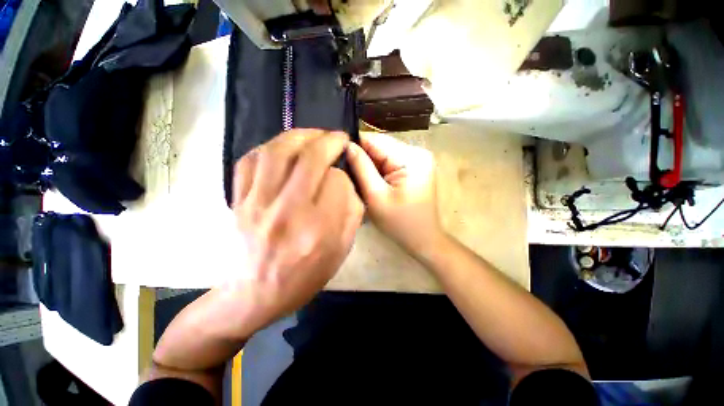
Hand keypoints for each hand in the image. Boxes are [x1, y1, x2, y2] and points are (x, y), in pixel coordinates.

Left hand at [226, 129, 363, 336]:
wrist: (253, 295)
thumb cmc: (304, 276)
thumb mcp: (340, 251)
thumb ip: (350, 214)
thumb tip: (346, 182)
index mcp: (318, 230)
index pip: (338, 183)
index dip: (344, 174)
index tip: (344, 175)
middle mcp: (288, 211)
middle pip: (310, 159)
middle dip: (329, 140)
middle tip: (338, 137)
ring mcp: (257, 203)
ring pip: (278, 151)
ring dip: (300, 135)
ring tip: (314, 135)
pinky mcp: (238, 201)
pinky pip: (250, 161)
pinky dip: (269, 146)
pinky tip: (283, 148)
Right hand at [346, 133, 442, 254]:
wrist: (423, 239)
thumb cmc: (400, 223)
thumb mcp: (376, 196)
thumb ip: (361, 168)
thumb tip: (346, 145)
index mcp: (411, 157)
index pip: (375, 140)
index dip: (354, 145)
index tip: (337, 154)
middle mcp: (417, 152)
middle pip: (380, 146)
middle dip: (362, 157)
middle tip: (345, 170)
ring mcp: (418, 159)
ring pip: (383, 154)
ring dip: (369, 164)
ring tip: (356, 177)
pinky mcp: (415, 167)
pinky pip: (390, 162)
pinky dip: (378, 170)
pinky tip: (370, 180)